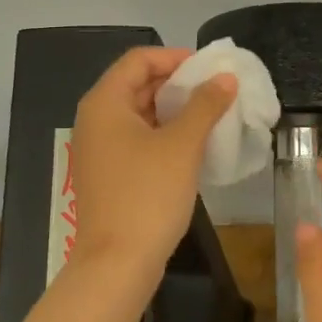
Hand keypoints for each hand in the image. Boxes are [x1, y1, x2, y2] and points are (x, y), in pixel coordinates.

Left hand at [69, 46, 236, 288]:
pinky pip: (138, 140)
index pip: (139, 59)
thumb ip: (205, 105)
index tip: (211, 69)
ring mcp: (99, 149)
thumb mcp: (182, 145)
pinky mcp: (109, 174)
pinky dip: (165, 135)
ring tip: (212, 116)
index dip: (176, 57)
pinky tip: (194, 146)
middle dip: (178, 84)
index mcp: (105, 102)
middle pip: (137, 84)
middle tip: (217, 91)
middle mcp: (95, 119)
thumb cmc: (147, 195)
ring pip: (140, 114)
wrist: (117, 264)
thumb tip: (225, 78)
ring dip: (175, 110)